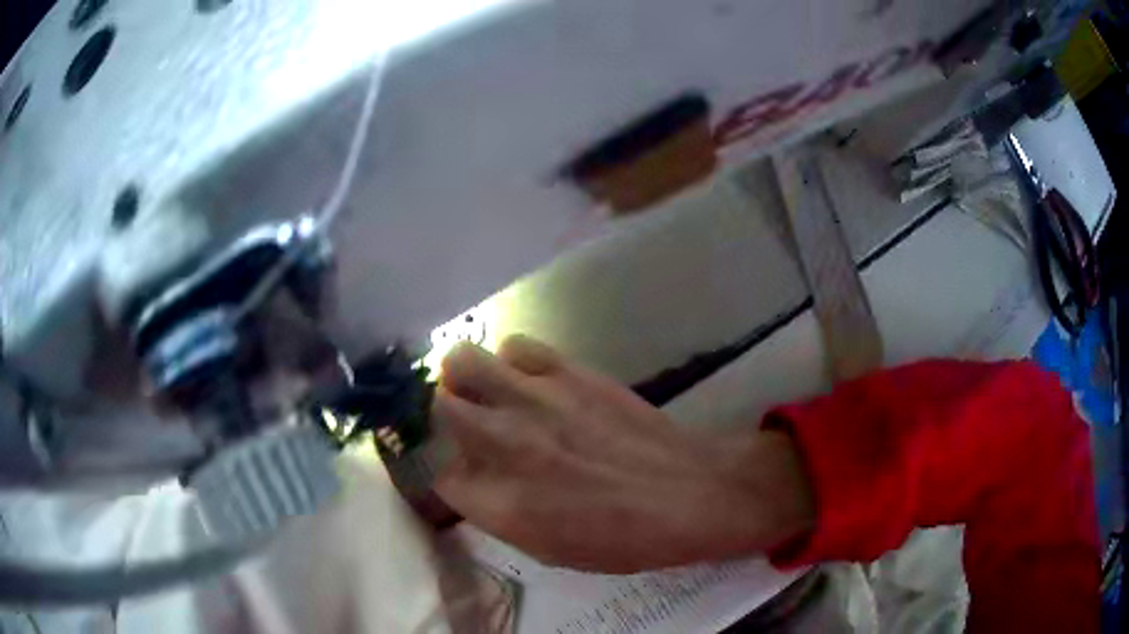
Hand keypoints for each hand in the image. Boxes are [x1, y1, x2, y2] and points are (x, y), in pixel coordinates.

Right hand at [431, 336, 813, 573]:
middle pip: (436, 409)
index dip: (450, 477)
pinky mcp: (567, 371)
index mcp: (498, 502)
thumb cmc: (623, 540)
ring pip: (461, 360)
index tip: (464, 477)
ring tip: (484, 392)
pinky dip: (512, 362)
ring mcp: (533, 400)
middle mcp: (503, 444)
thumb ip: (499, 513)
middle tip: (463, 426)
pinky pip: (515, 346)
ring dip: (464, 378)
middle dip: (441, 418)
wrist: (689, 494)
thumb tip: (475, 484)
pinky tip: (530, 381)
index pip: (437, 476)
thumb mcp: (548, 550)